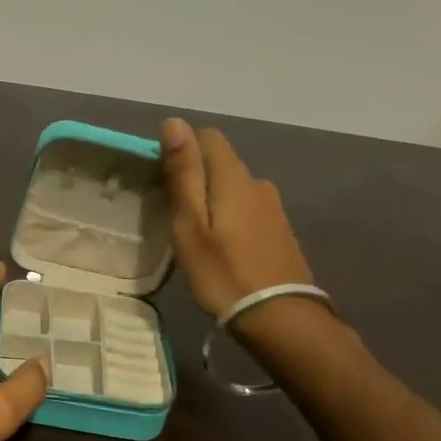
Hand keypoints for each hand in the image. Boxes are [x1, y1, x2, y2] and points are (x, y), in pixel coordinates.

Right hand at [160, 117, 315, 323]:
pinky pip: (246, 207)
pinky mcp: (279, 230)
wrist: (279, 317)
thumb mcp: (190, 224)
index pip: (207, 137)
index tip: (161, 180)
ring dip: (211, 198)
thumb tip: (174, 123)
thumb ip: (184, 173)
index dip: (181, 149)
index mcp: (233, 177)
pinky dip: (228, 215)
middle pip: (220, 162)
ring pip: (233, 186)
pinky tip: (219, 244)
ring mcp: (273, 207)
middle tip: (170, 212)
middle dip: (194, 175)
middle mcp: (258, 183)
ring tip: (193, 231)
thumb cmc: (223, 272)